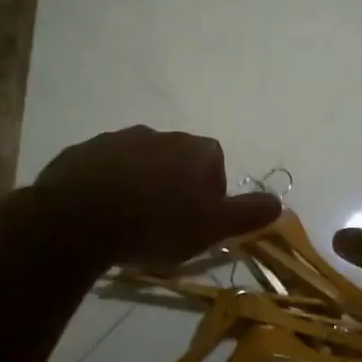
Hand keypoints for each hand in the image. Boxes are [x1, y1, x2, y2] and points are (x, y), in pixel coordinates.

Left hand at [34, 126, 280, 268]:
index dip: (209, 194)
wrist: (81, 218)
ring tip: (128, 221)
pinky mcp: (83, 152)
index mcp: (196, 149)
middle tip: (162, 225)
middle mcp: (160, 135)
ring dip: (138, 184)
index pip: (215, 165)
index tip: (195, 223)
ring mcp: (117, 139)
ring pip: (138, 163)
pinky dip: (105, 186)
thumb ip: (247, 214)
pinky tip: (99, 214)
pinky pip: (102, 169)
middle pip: (176, 161)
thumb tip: (279, 202)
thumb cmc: (157, 223)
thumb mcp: (211, 227)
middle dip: (173, 186)